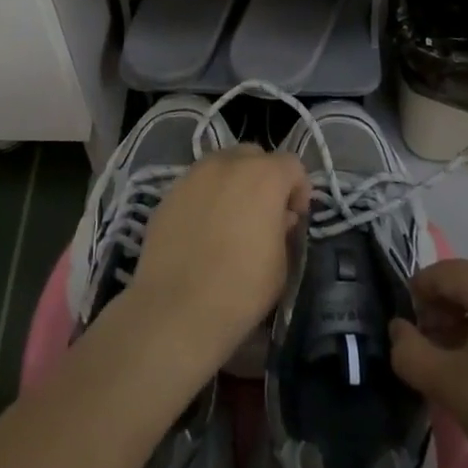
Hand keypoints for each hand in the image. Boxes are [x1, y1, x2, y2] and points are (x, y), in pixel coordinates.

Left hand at [128, 146, 308, 364]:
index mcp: (264, 176)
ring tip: (230, 219)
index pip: (292, 164)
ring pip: (222, 166)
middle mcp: (228, 164)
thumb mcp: (281, 264)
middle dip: (264, 178)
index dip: (298, 189)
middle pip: (254, 156)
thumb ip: (283, 229)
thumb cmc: (240, 289)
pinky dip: (206, 198)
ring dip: (233, 183)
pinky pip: (196, 185)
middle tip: (263, 213)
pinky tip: (202, 230)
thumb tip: (279, 217)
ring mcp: (194, 175)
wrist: (175, 310)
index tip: (294, 217)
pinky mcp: (169, 192)